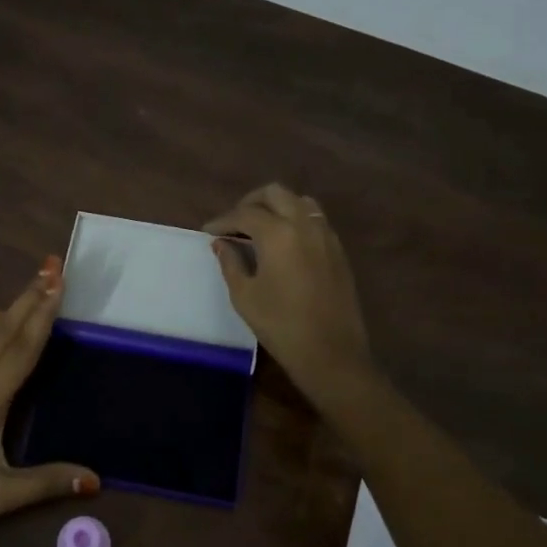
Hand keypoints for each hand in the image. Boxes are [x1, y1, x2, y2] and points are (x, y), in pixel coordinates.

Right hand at [205, 183, 377, 406]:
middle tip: (234, 223)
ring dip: (276, 207)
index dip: (223, 221)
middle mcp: (304, 224)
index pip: (244, 214)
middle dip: (250, 203)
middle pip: (275, 194)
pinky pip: (314, 219)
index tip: (208, 232)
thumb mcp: (245, 296)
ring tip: (259, 228)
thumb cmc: (280, 325)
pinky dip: (295, 220)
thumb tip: (221, 243)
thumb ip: (230, 263)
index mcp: (278, 234)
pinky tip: (283, 242)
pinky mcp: (338, 250)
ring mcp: (326, 235)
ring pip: (299, 202)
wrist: (331, 352)